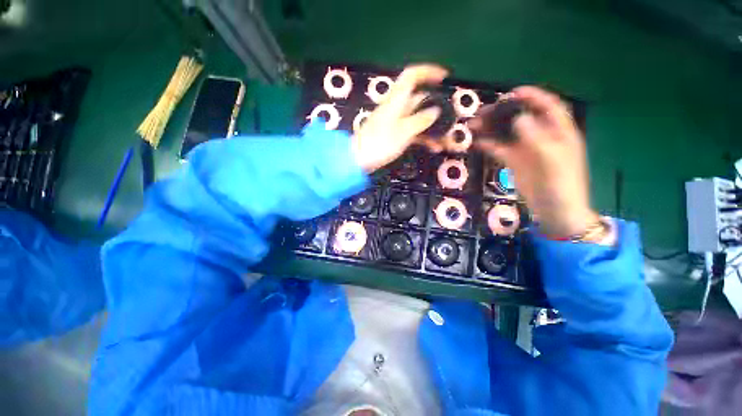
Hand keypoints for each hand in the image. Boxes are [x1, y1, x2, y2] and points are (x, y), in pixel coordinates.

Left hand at [352, 64, 447, 171]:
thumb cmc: (379, 143)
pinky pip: (413, 132)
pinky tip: (434, 148)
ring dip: (432, 129)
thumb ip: (420, 120)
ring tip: (445, 141)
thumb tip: (435, 111)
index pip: (411, 76)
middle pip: (419, 101)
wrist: (358, 159)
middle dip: (437, 109)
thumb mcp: (403, 131)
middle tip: (451, 120)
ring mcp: (395, 122)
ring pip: (418, 119)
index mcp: (397, 100)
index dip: (428, 72)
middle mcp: (397, 107)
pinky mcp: (393, 135)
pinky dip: (423, 138)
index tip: (444, 76)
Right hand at [471, 86, 598, 237]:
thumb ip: (536, 138)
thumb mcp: (552, 160)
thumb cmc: (561, 185)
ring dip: (491, 128)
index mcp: (560, 132)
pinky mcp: (515, 162)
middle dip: (503, 112)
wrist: (555, 210)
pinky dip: (489, 144)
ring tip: (474, 125)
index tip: (511, 93)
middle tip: (483, 111)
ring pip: (508, 133)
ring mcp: (527, 150)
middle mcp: (542, 137)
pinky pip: (500, 149)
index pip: (548, 106)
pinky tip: (476, 141)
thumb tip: (519, 118)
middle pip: (522, 118)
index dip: (532, 96)